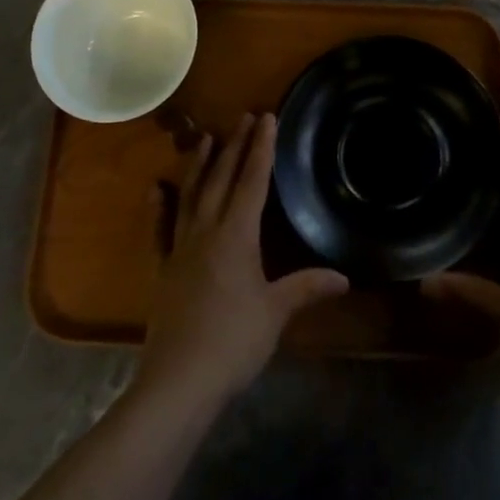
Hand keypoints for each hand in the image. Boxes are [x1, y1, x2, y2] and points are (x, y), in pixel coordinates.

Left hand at [137, 113, 348, 412]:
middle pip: (222, 179)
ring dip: (200, 165)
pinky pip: (160, 229)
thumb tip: (343, 277)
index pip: (252, 181)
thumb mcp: (275, 313)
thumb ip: (306, 288)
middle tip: (244, 117)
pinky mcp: (163, 269)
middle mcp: (207, 231)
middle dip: (235, 146)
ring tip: (206, 138)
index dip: (261, 148)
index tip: (266, 117)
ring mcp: (180, 247)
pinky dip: (159, 206)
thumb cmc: (233, 342)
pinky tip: (156, 188)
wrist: (178, 381)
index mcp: (236, 235)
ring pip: (191, 195)